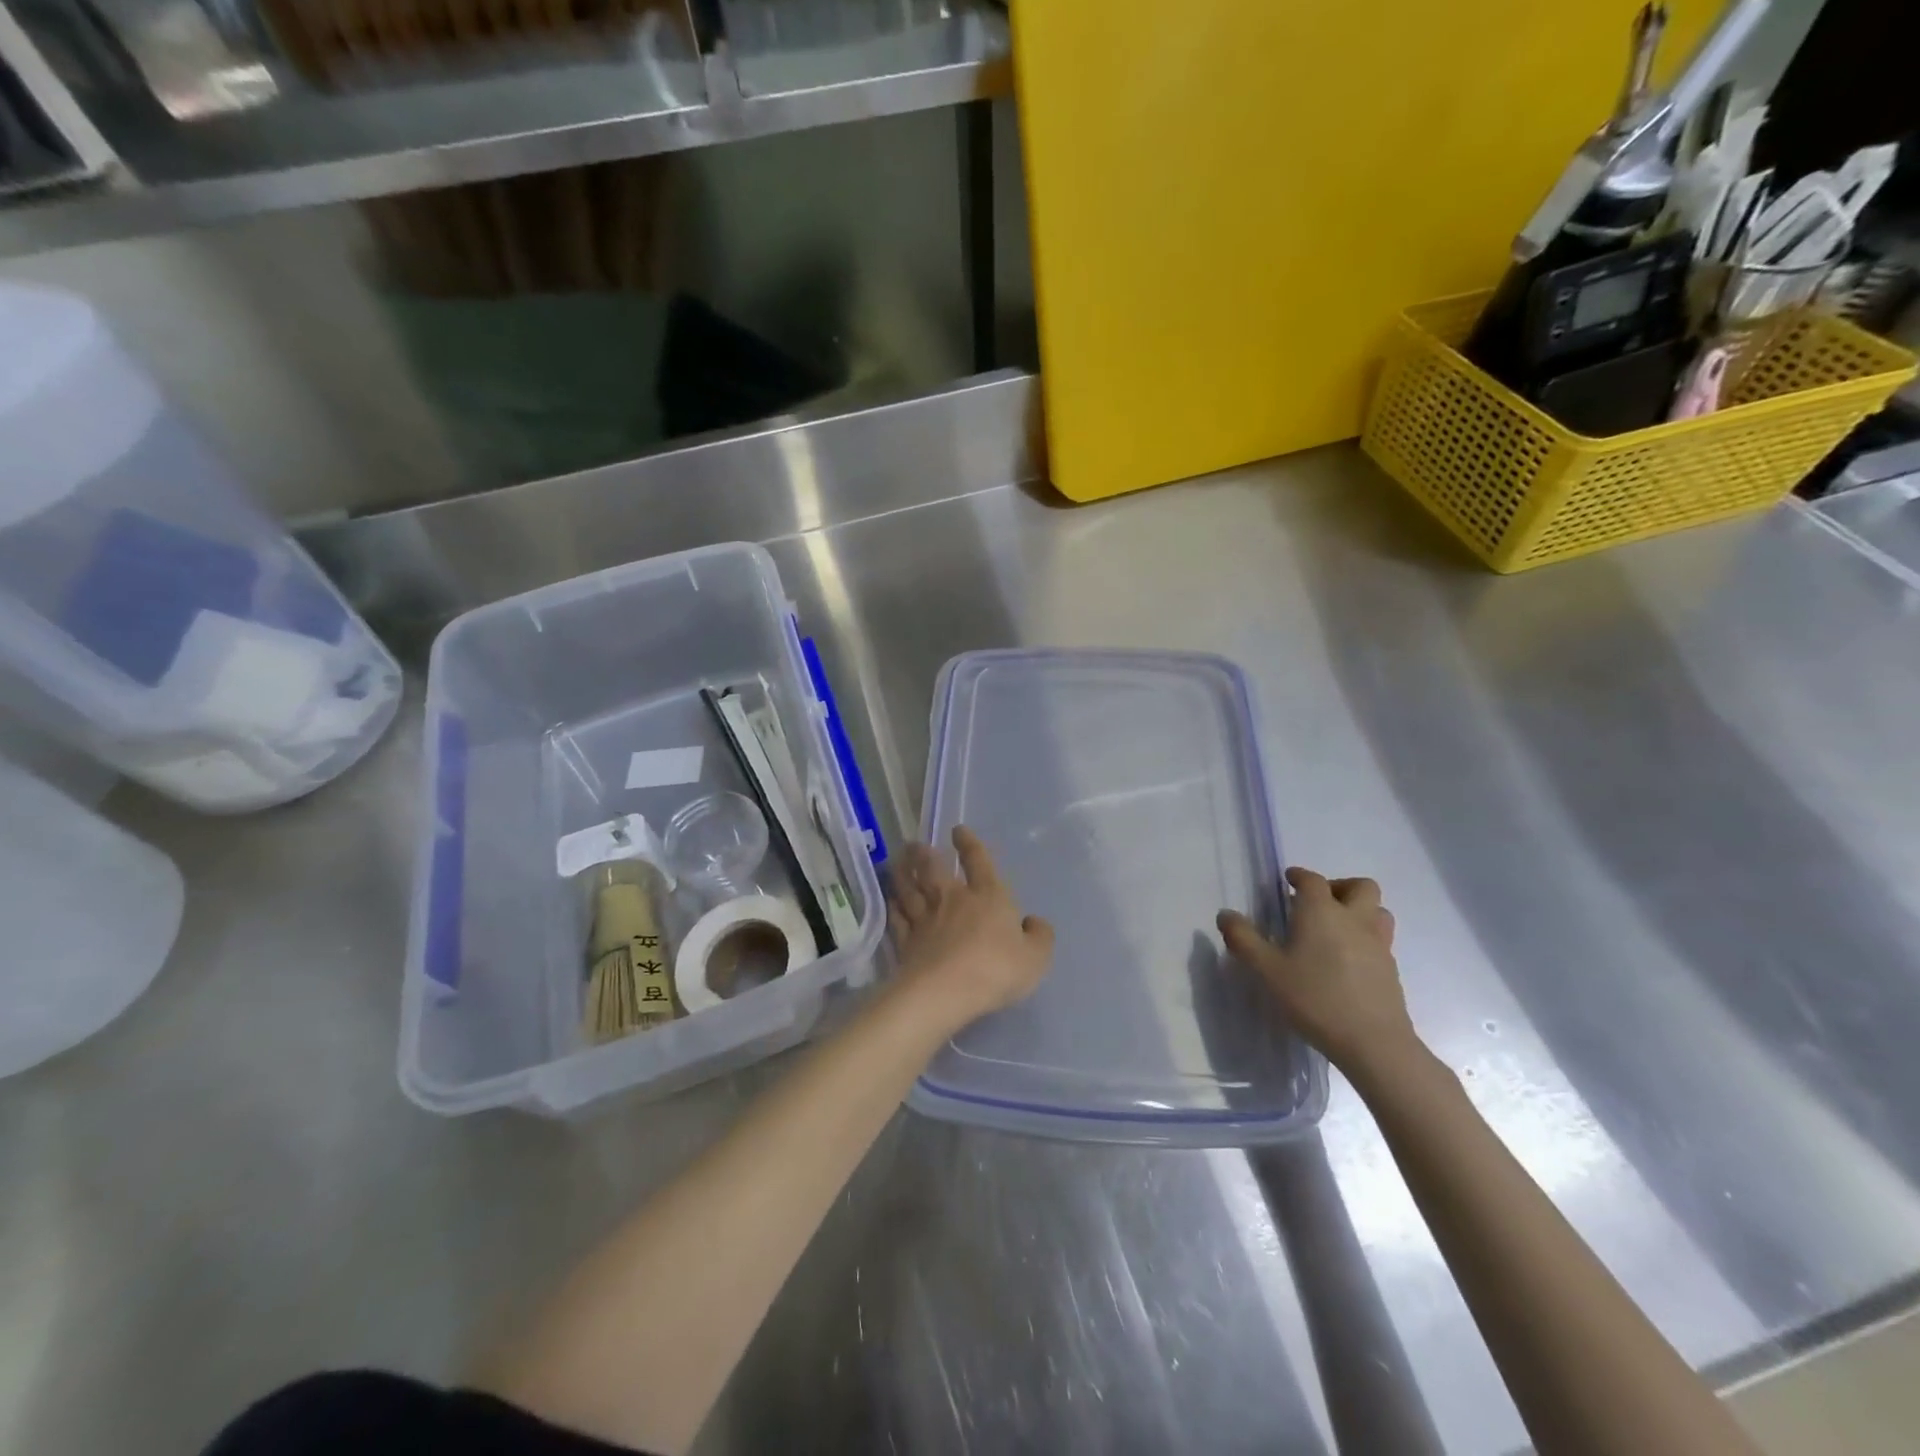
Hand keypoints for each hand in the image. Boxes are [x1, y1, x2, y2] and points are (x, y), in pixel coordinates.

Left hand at [889, 826, 1053, 1031]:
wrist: (945, 991)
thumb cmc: (995, 969)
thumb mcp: (1035, 957)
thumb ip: (1039, 937)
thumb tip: (1034, 922)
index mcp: (987, 895)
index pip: (978, 861)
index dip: (969, 843)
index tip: (958, 830)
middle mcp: (952, 899)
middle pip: (933, 868)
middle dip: (924, 853)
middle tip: (915, 844)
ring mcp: (925, 919)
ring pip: (909, 888)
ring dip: (902, 872)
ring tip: (897, 862)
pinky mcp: (906, 941)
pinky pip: (897, 917)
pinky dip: (894, 906)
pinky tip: (891, 901)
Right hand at [1217, 867, 1419, 1075]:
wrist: (1372, 1042)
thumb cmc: (1314, 998)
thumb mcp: (1267, 970)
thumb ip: (1243, 939)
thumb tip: (1225, 915)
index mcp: (1322, 912)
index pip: (1312, 880)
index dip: (1299, 876)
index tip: (1288, 880)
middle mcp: (1354, 919)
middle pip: (1360, 886)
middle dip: (1339, 886)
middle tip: (1317, 903)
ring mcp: (1378, 944)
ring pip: (1377, 911)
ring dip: (1359, 909)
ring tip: (1336, 928)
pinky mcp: (1391, 969)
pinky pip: (1380, 939)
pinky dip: (1365, 937)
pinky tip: (1347, 960)